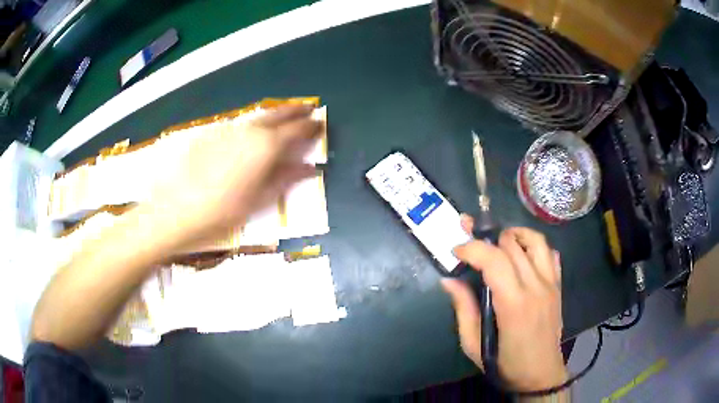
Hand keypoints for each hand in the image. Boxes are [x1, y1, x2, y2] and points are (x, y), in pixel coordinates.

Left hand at [148, 104, 321, 249]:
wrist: (173, 211)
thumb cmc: (220, 213)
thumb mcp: (258, 201)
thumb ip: (285, 179)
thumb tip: (308, 168)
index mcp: (265, 146)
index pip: (296, 130)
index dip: (310, 126)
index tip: (320, 124)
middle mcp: (247, 131)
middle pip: (277, 113)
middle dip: (295, 109)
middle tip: (307, 107)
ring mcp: (226, 130)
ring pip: (256, 116)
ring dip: (273, 114)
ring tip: (283, 116)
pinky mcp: (209, 134)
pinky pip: (237, 124)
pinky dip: (250, 124)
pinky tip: (249, 133)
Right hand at [441, 215, 567, 391]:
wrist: (540, 374)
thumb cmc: (505, 363)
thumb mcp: (473, 345)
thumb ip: (463, 309)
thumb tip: (449, 281)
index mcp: (513, 304)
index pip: (494, 259)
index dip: (472, 248)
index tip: (456, 250)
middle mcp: (535, 287)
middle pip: (512, 244)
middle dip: (488, 238)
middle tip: (472, 245)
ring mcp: (550, 284)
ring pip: (536, 241)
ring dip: (514, 235)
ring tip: (498, 242)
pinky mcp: (558, 286)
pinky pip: (550, 253)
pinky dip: (535, 246)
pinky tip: (523, 256)